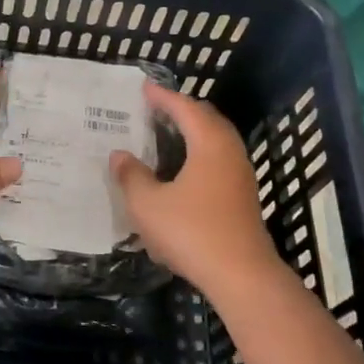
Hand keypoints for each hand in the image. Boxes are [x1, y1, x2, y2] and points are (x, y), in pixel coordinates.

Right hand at [110, 83, 282, 297]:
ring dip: (193, 132)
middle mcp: (229, 152)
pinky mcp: (243, 197)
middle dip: (182, 110)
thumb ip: (131, 176)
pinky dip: (200, 152)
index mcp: (209, 144)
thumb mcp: (148, 205)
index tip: (145, 88)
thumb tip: (120, 155)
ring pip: (216, 140)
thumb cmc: (191, 232)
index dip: (163, 97)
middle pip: (207, 119)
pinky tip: (184, 169)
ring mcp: (241, 175)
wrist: (241, 275)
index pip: (185, 109)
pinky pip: (219, 159)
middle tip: (157, 107)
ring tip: (169, 133)